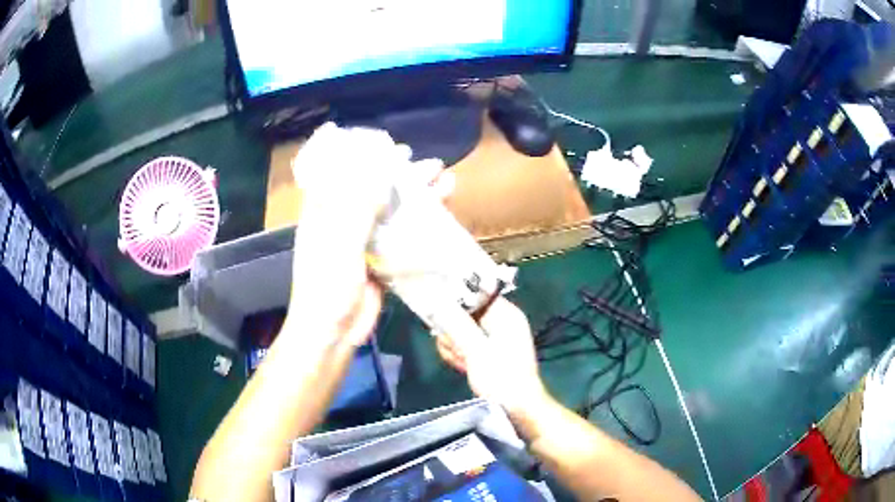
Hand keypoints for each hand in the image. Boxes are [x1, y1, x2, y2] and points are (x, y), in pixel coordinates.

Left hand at [287, 123, 450, 349]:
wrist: (334, 333)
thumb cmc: (326, 288)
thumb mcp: (339, 244)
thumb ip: (358, 209)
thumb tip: (379, 173)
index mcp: (324, 212)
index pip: (340, 172)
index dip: (362, 156)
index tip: (388, 145)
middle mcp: (342, 221)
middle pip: (373, 188)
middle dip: (401, 175)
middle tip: (429, 163)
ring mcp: (362, 240)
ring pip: (392, 210)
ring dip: (417, 197)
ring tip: (445, 181)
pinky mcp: (380, 258)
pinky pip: (401, 234)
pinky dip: (420, 223)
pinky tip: (440, 215)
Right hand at [435, 298, 548, 416]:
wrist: (518, 409)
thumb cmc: (501, 378)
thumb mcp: (476, 351)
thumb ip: (456, 325)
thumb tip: (436, 300)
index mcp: (505, 314)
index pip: (474, 292)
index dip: (454, 300)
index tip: (439, 313)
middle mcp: (500, 320)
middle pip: (463, 313)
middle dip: (453, 331)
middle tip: (457, 350)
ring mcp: (493, 337)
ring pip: (460, 330)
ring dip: (455, 346)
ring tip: (462, 363)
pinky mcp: (487, 351)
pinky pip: (465, 344)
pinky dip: (460, 354)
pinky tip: (462, 367)